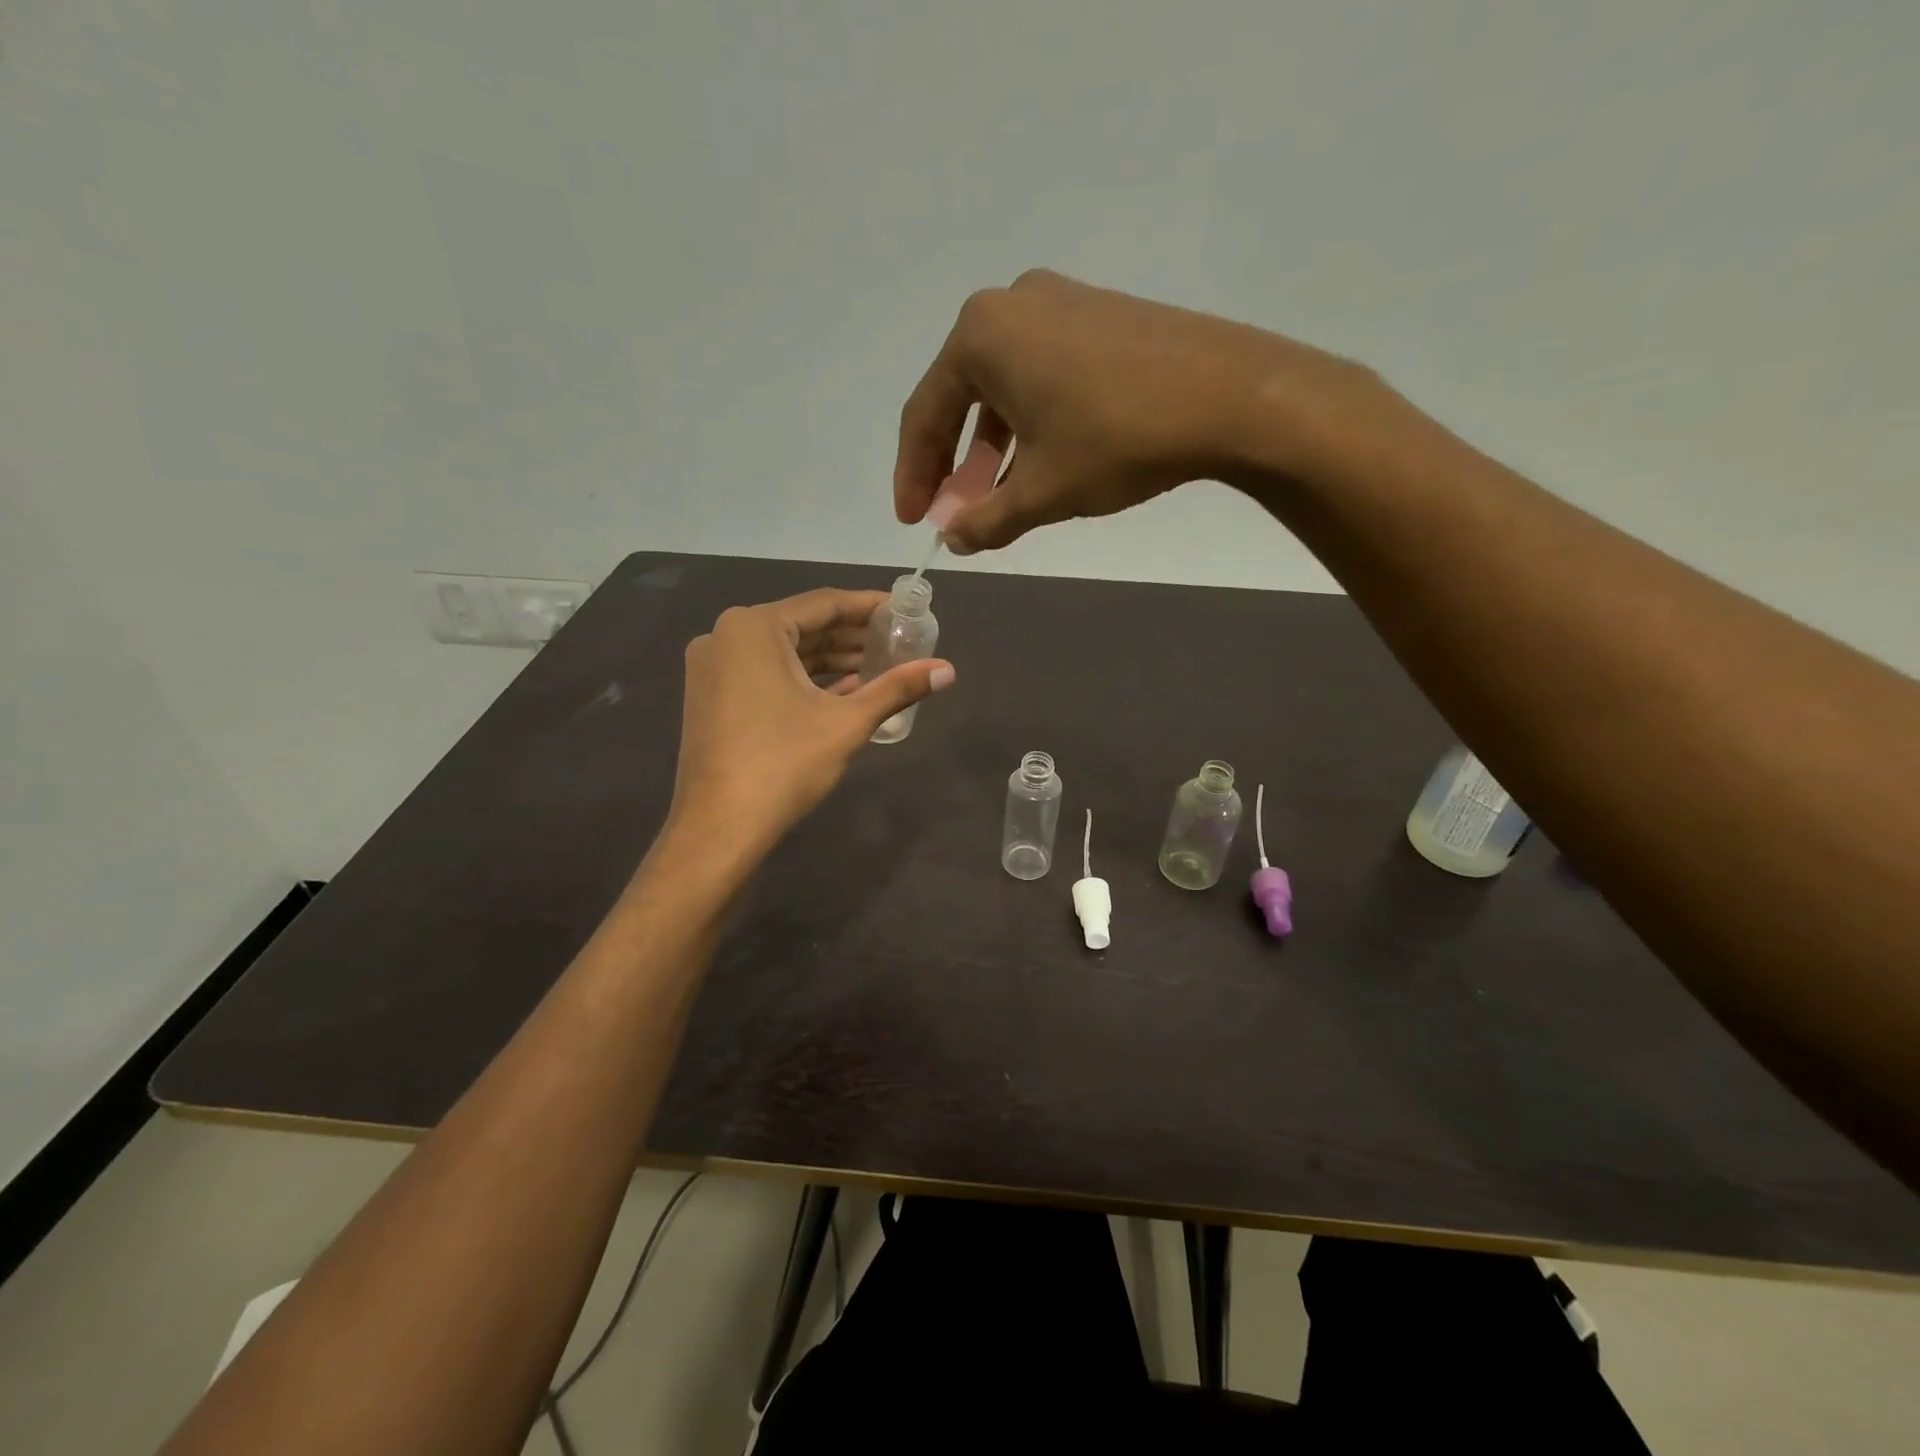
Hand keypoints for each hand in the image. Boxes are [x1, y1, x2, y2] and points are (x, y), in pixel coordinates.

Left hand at [665, 589, 953, 858]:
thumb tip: (949, 670)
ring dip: (831, 660)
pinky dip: (804, 680)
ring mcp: (714, 668)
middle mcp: (726, 637)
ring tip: (880, 668)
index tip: (904, 611)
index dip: (868, 606)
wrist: (719, 828)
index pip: (823, 603)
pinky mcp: (713, 697)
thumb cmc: (784, 764)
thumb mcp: (847, 722)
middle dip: (852, 637)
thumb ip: (897, 688)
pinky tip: (845, 691)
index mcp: (752, 628)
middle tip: (898, 642)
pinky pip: (766, 674)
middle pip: (803, 626)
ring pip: (785, 653)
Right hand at [894, 269, 1382, 553]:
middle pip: (960, 396)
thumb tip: (955, 540)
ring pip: (1003, 386)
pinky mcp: (1098, 313)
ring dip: (992, 446)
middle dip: (954, 463)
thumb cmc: (1117, 440)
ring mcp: (1060, 301)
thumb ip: (985, 520)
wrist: (1230, 396)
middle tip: (954, 513)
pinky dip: (1028, 421)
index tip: (914, 521)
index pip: (925, 415)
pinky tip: (1040, 459)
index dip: (914, 476)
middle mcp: (1011, 304)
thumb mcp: (1041, 492)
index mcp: (981, 336)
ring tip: (997, 495)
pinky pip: (1040, 372)